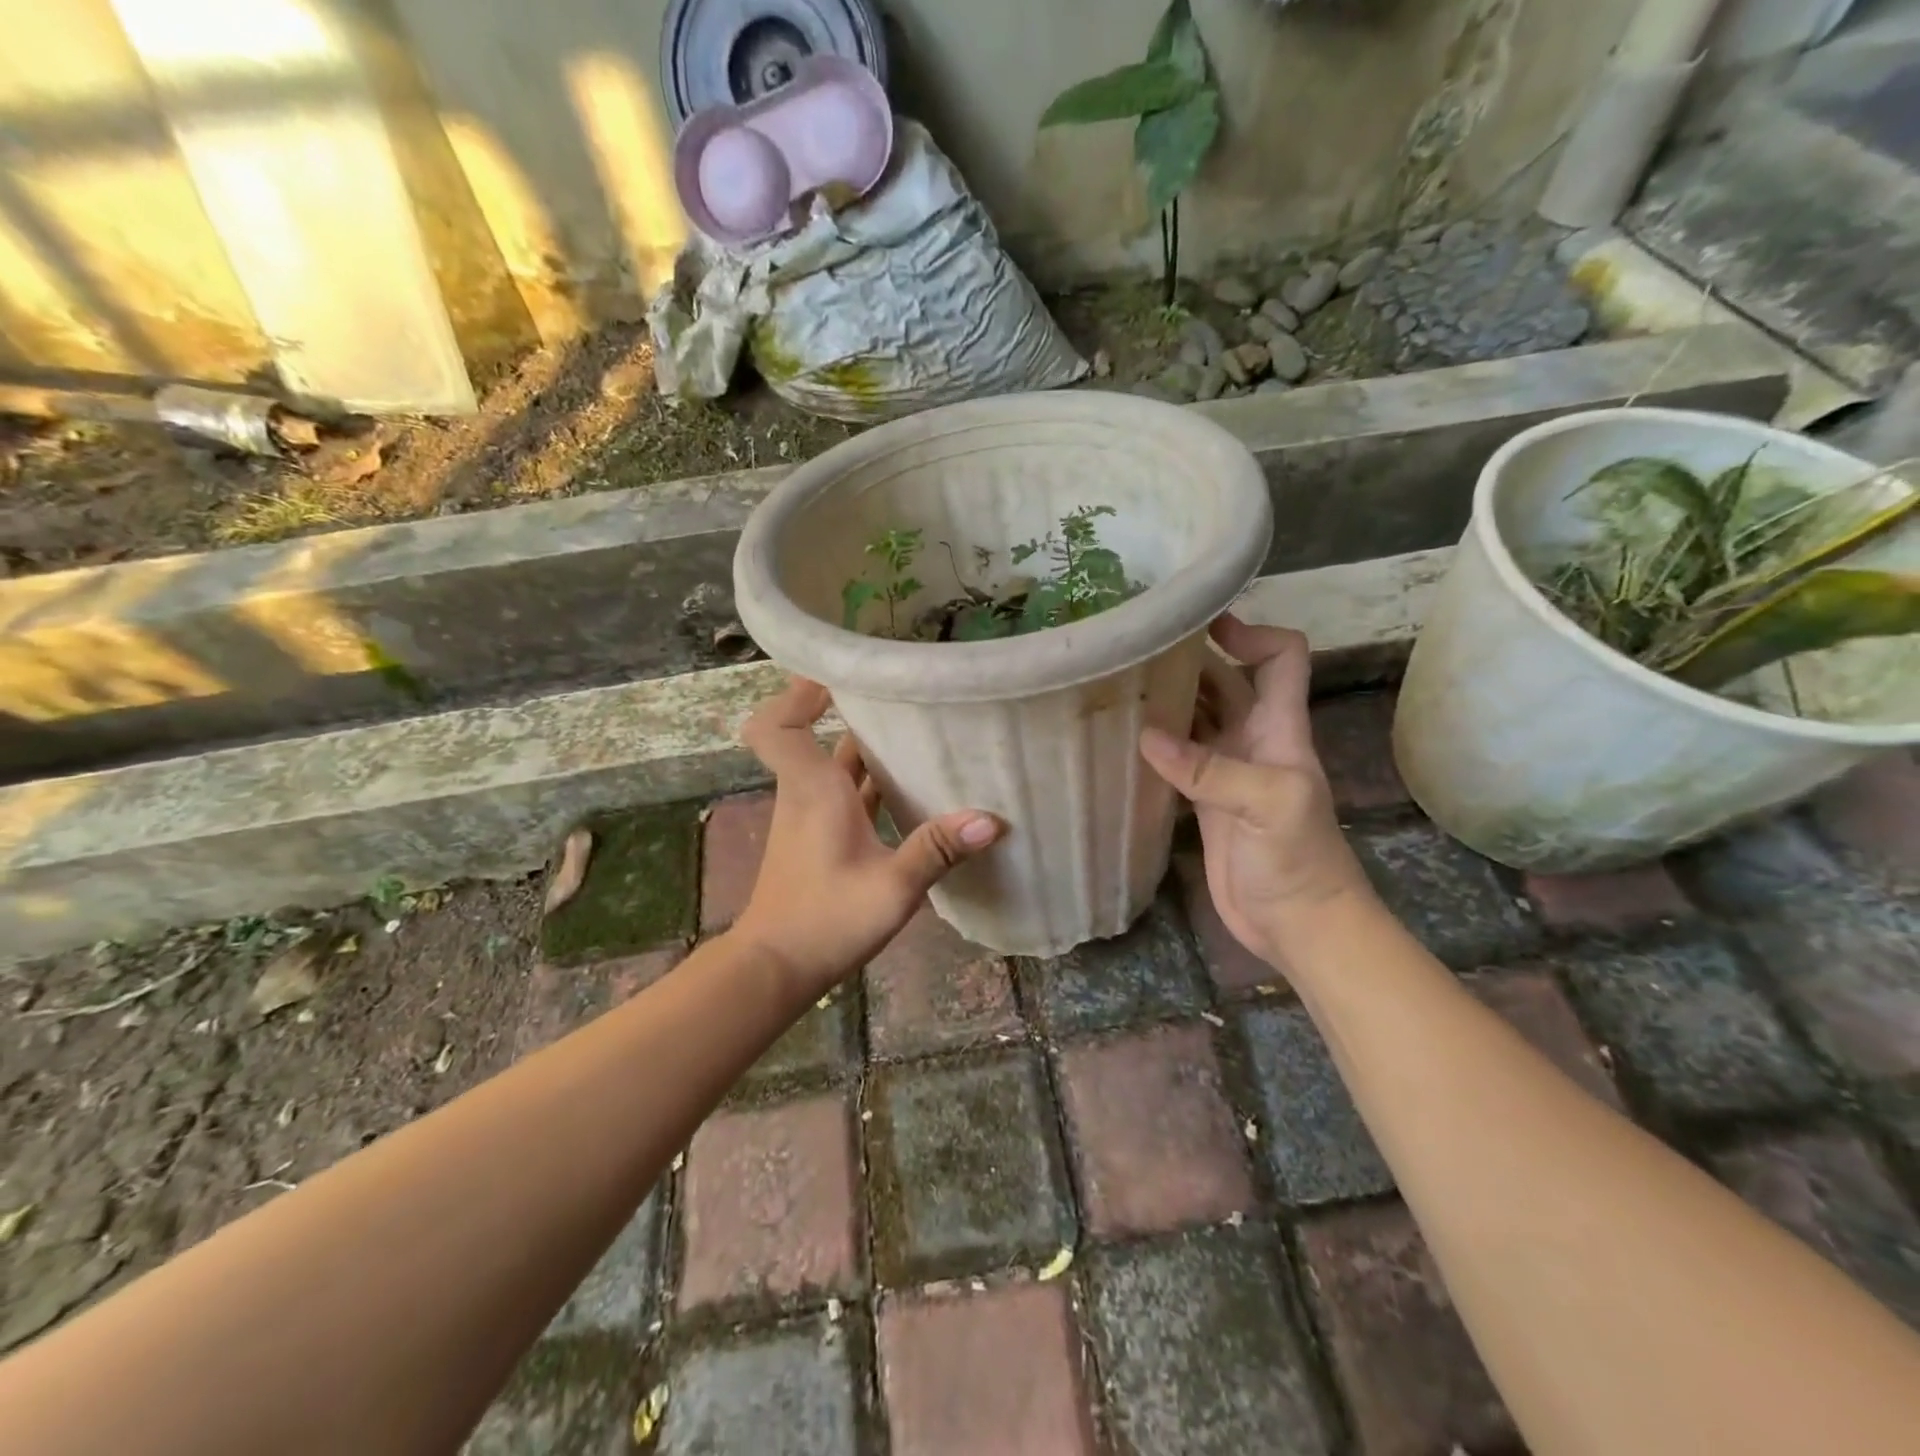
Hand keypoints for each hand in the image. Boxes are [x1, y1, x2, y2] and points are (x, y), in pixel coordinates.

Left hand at [731, 678, 1004, 995]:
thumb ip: (937, 849)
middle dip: (857, 714)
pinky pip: (845, 796)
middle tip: (907, 698)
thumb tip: (991, 819)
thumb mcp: (891, 887)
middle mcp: (807, 793)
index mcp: (813, 789)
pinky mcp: (819, 840)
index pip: (777, 725)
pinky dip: (871, 786)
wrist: (775, 969)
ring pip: (837, 768)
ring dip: (870, 751)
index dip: (797, 695)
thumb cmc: (825, 920)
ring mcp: (811, 817)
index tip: (838, 678)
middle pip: (819, 737)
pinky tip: (913, 793)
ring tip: (922, 735)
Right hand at [1140, 617, 1372, 967]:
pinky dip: (1155, 745)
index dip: (1251, 633)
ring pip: (1199, 718)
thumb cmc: (1299, 862)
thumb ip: (1211, 770)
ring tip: (1119, 684)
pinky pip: (1179, 759)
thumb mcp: (1267, 807)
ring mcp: (1229, 772)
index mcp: (1281, 729)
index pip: (1281, 659)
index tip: (1203, 624)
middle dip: (1192, 659)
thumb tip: (1146, 736)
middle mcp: (1255, 740)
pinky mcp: (1206, 802)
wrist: (1298, 925)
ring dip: (1169, 699)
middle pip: (1229, 682)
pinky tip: (1122, 739)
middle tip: (1137, 648)